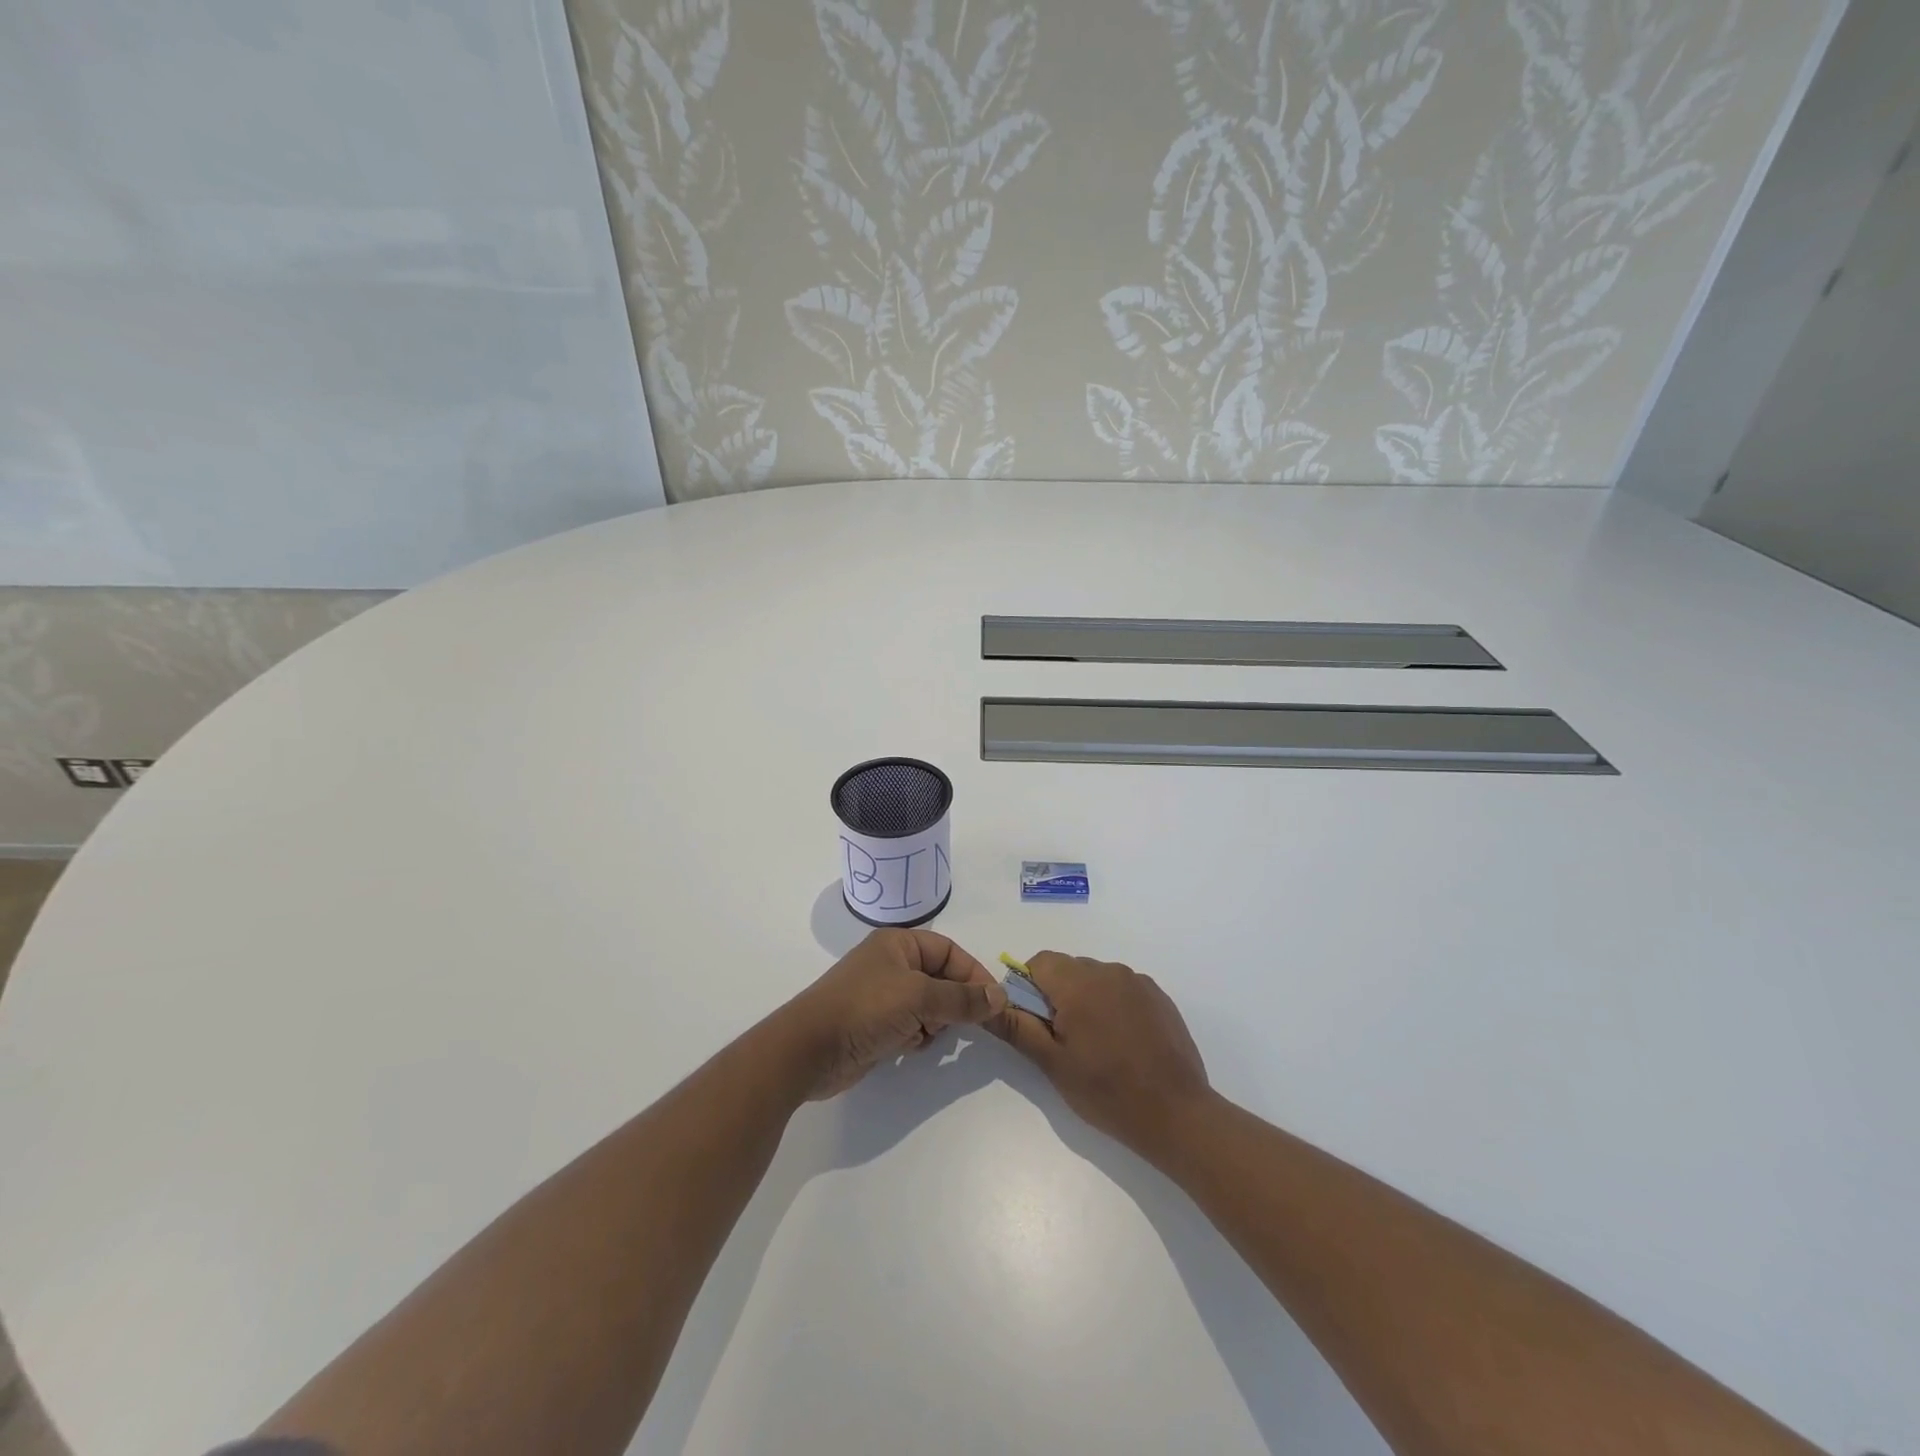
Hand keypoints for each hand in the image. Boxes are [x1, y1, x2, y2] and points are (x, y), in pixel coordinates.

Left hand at [781, 929, 1006, 1100]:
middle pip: (941, 979)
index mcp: (898, 944)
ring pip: (928, 1006)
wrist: (809, 1051)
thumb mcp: (919, 998)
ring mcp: (881, 996)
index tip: (993, 1003)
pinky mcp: (875, 1025)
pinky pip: (911, 1026)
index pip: (949, 951)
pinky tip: (906, 1048)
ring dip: (932, 1023)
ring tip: (922, 1035)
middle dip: (951, 1003)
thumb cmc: (865, 1009)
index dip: (972, 974)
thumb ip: (962, 998)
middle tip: (954, 1024)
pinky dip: (915, 1037)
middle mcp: (891, 964)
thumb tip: (1000, 996)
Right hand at [989, 951, 1211, 1155]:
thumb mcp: (1053, 1064)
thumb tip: (988, 1005)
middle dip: (1058, 995)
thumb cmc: (1107, 1092)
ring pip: (1096, 978)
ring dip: (1087, 999)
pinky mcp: (1159, 997)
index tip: (1036, 1023)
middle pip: (1068, 968)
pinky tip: (1123, 1043)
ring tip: (1096, 1045)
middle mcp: (1109, 971)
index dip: (1029, 988)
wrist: (1177, 1114)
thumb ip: (1018, 1028)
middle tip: (1064, 1040)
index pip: (1040, 962)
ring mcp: (1138, 982)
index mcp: (1079, 983)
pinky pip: (1123, 988)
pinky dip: (1114, 1006)